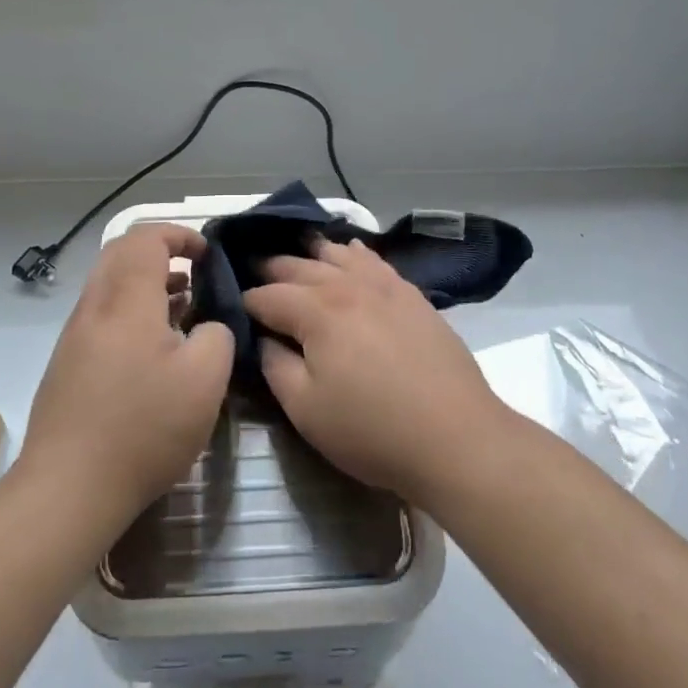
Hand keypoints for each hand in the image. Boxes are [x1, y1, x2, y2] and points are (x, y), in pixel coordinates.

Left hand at [21, 226, 234, 522]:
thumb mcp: (206, 379)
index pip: (146, 238)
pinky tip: (155, 349)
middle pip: (121, 253)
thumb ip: (217, 335)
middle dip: (160, 252)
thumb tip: (206, 327)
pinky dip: (132, 311)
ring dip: (146, 284)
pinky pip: (103, 316)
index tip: (207, 254)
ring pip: (110, 285)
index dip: (180, 235)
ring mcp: (75, 336)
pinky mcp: (67, 364)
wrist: (67, 488)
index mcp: (127, 299)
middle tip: (194, 274)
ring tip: (183, 308)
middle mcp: (95, 306)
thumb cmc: (143, 427)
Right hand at [243, 238, 505, 506]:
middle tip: (252, 272)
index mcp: (316, 311)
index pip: (267, 295)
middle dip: (271, 269)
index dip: (245, 301)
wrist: (457, 437)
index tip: (231, 307)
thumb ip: (275, 366)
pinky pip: (375, 261)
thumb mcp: (306, 410)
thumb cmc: (373, 430)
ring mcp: (384, 286)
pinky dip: (355, 253)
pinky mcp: (412, 296)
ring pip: (338, 255)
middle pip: (299, 267)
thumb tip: (262, 338)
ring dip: (311, 253)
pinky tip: (349, 250)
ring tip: (294, 251)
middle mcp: (348, 286)